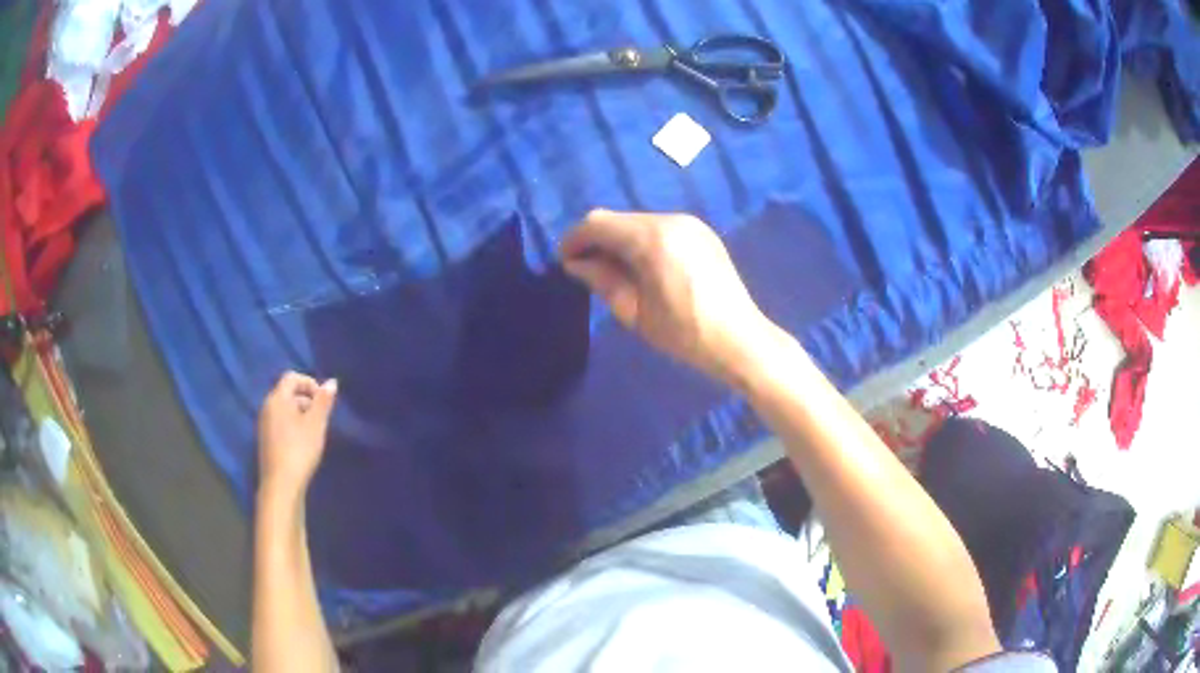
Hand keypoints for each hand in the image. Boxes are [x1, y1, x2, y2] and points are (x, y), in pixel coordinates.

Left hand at [257, 372, 337, 498]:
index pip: (291, 377)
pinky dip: (293, 426)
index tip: (324, 400)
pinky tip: (303, 444)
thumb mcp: (316, 424)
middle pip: (287, 393)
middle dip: (306, 400)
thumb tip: (332, 382)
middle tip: (322, 418)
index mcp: (277, 399)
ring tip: (315, 432)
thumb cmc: (300, 450)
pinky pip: (280, 423)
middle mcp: (267, 407)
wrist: (281, 485)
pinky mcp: (266, 440)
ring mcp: (264, 424)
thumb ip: (323, 402)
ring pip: (284, 409)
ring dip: (300, 414)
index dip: (309, 383)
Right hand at [561, 209, 781, 386]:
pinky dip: (642, 241)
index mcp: (652, 238)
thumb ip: (602, 280)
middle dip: (597, 240)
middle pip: (618, 219)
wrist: (740, 340)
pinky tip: (643, 268)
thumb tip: (576, 263)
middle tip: (585, 269)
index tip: (564, 261)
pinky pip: (660, 228)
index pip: (599, 223)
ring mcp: (690, 223)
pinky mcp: (702, 232)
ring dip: (619, 240)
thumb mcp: (634, 312)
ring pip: (638, 222)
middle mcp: (671, 219)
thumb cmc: (684, 333)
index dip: (575, 239)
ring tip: (613, 271)